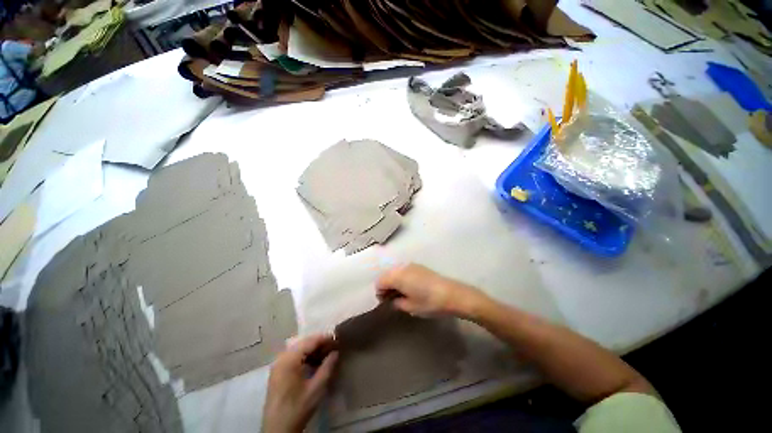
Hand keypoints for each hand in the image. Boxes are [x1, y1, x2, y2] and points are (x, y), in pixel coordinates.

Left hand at [262, 335, 337, 432]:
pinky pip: (293, 357)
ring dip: (312, 349)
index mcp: (289, 360)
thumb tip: (336, 352)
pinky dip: (305, 356)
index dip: (325, 339)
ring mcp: (278, 365)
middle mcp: (282, 358)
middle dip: (319, 343)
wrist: (278, 430)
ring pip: (299, 349)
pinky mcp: (277, 372)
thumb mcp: (316, 388)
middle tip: (333, 347)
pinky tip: (314, 363)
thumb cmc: (298, 408)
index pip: (310, 341)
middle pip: (303, 343)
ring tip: (326, 354)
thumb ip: (327, 367)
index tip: (338, 340)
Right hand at [375, 263, 483, 317]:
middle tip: (391, 299)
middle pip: (387, 274)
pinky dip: (402, 278)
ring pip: (396, 271)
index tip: (385, 302)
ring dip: (394, 281)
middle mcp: (402, 267)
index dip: (380, 292)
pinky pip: (405, 270)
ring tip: (401, 294)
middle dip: (386, 286)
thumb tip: (393, 300)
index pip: (380, 281)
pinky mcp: (420, 267)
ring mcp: (411, 265)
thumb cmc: (428, 302)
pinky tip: (410, 288)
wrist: (451, 294)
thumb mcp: (410, 307)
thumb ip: (397, 302)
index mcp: (397, 276)